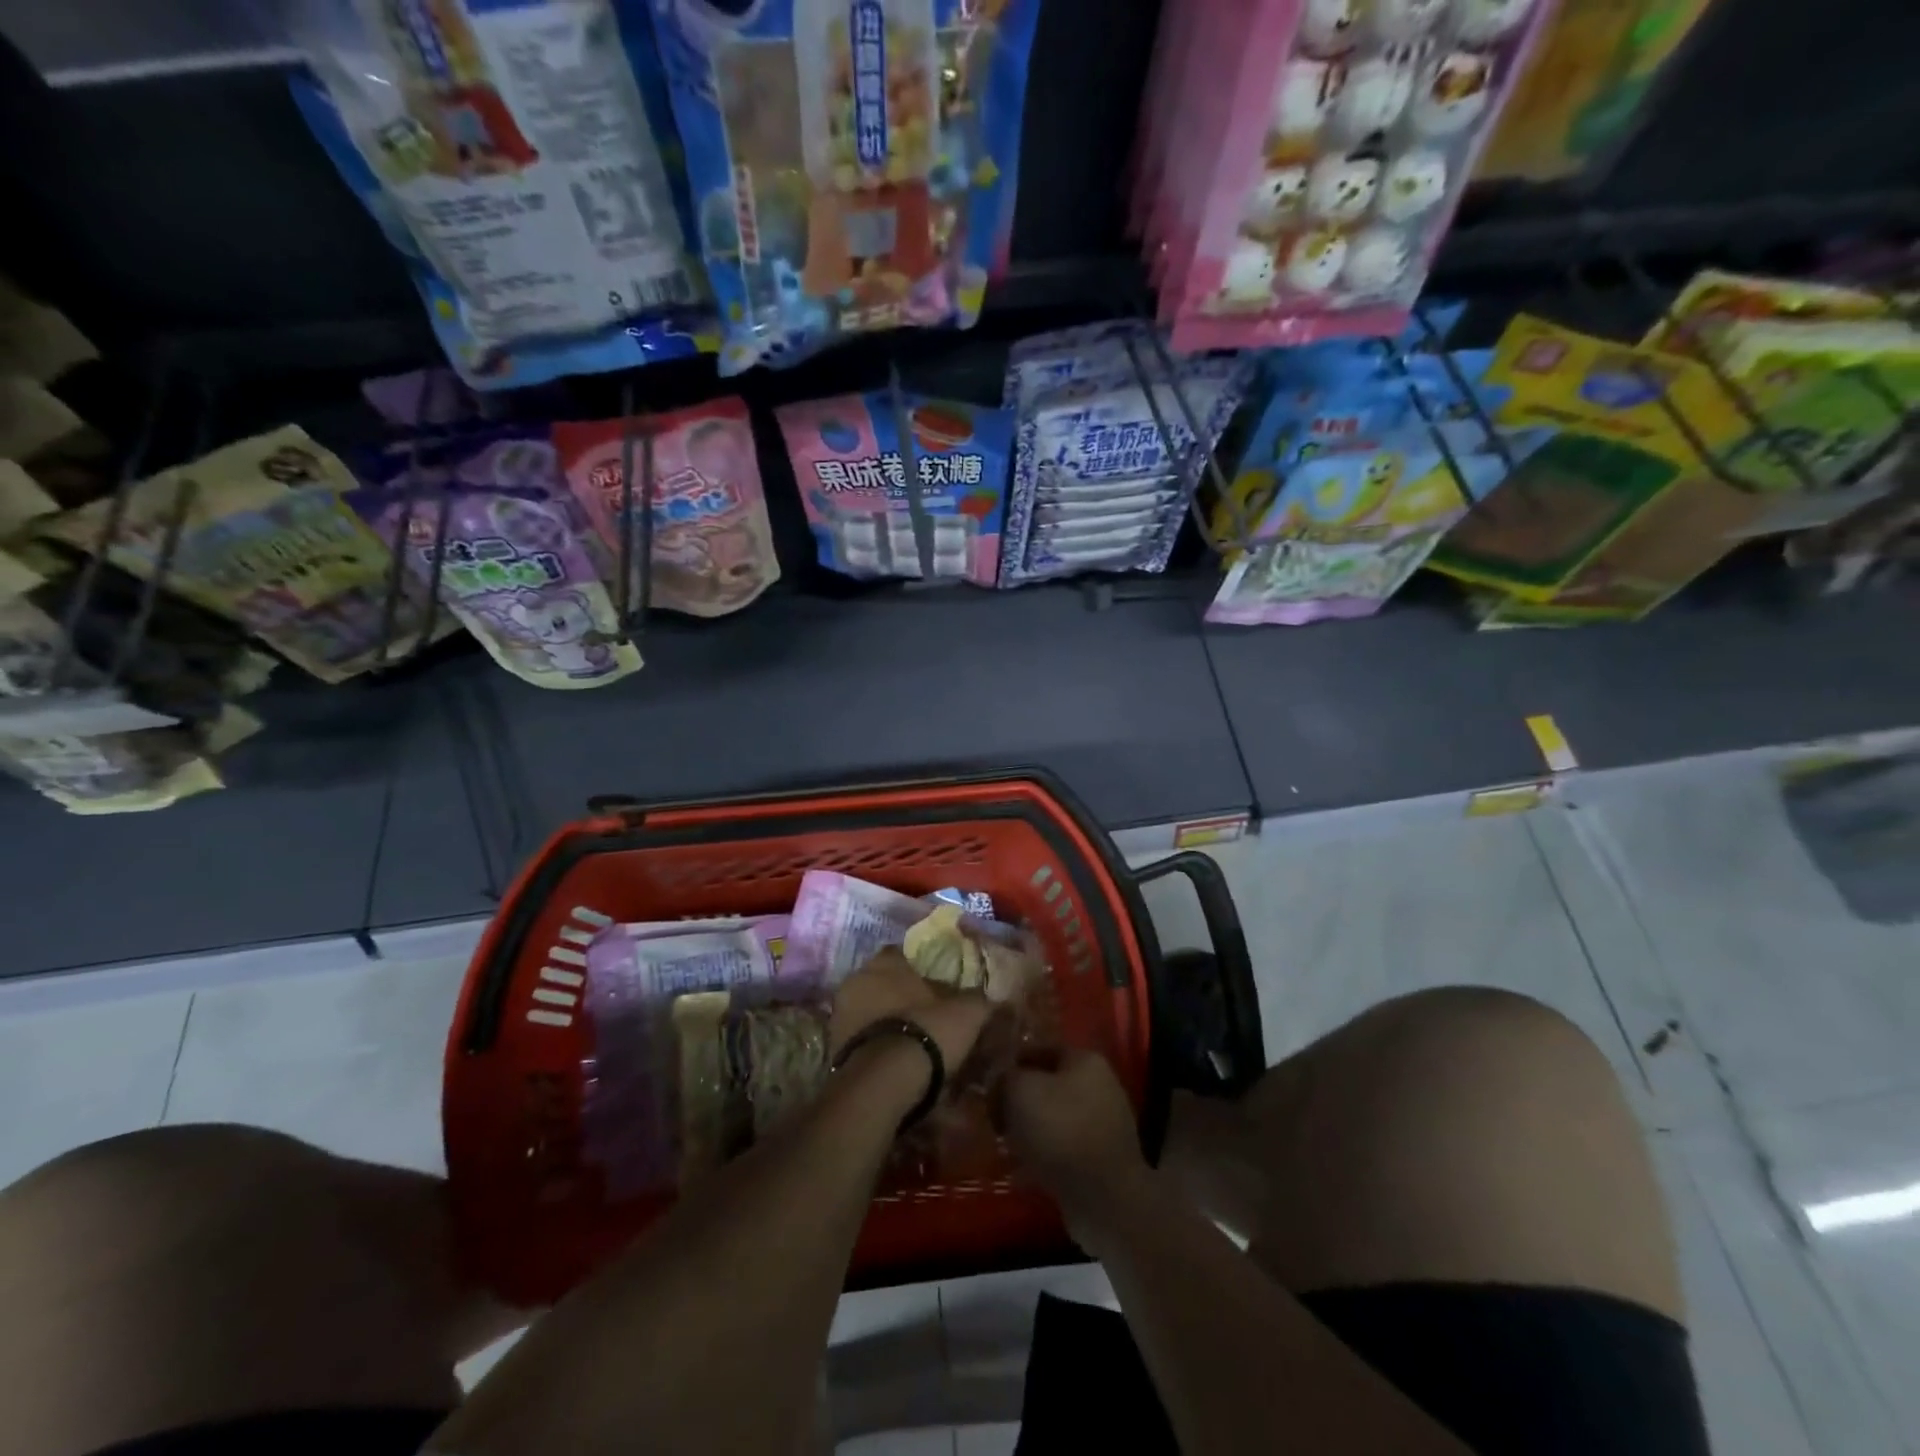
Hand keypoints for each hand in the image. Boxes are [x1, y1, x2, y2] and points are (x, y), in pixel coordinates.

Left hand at [829, 948, 992, 1077]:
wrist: (884, 1083)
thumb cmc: (926, 1032)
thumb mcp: (966, 1013)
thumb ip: (978, 999)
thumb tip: (991, 996)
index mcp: (886, 960)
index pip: (903, 953)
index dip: (921, 968)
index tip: (937, 984)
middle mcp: (857, 977)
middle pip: (883, 980)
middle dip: (900, 994)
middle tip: (925, 1012)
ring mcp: (840, 1012)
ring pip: (868, 1008)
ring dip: (885, 1019)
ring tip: (911, 1039)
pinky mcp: (832, 1045)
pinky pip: (860, 1036)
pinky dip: (874, 1042)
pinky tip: (894, 1058)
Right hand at [1002, 1050, 1148, 1233]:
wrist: (1104, 1200)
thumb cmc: (1061, 1131)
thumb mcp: (1020, 1091)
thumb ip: (1005, 1076)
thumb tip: (999, 1081)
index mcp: (1085, 1060)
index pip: (1039, 1048)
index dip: (1010, 1061)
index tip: (986, 1079)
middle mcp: (1099, 1086)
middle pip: (1046, 1084)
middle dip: (1018, 1099)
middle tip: (991, 1114)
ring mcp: (1101, 1124)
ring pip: (1052, 1117)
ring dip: (1027, 1129)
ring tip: (1001, 1143)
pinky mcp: (1099, 1160)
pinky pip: (1061, 1148)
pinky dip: (1041, 1155)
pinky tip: (1018, 1169)